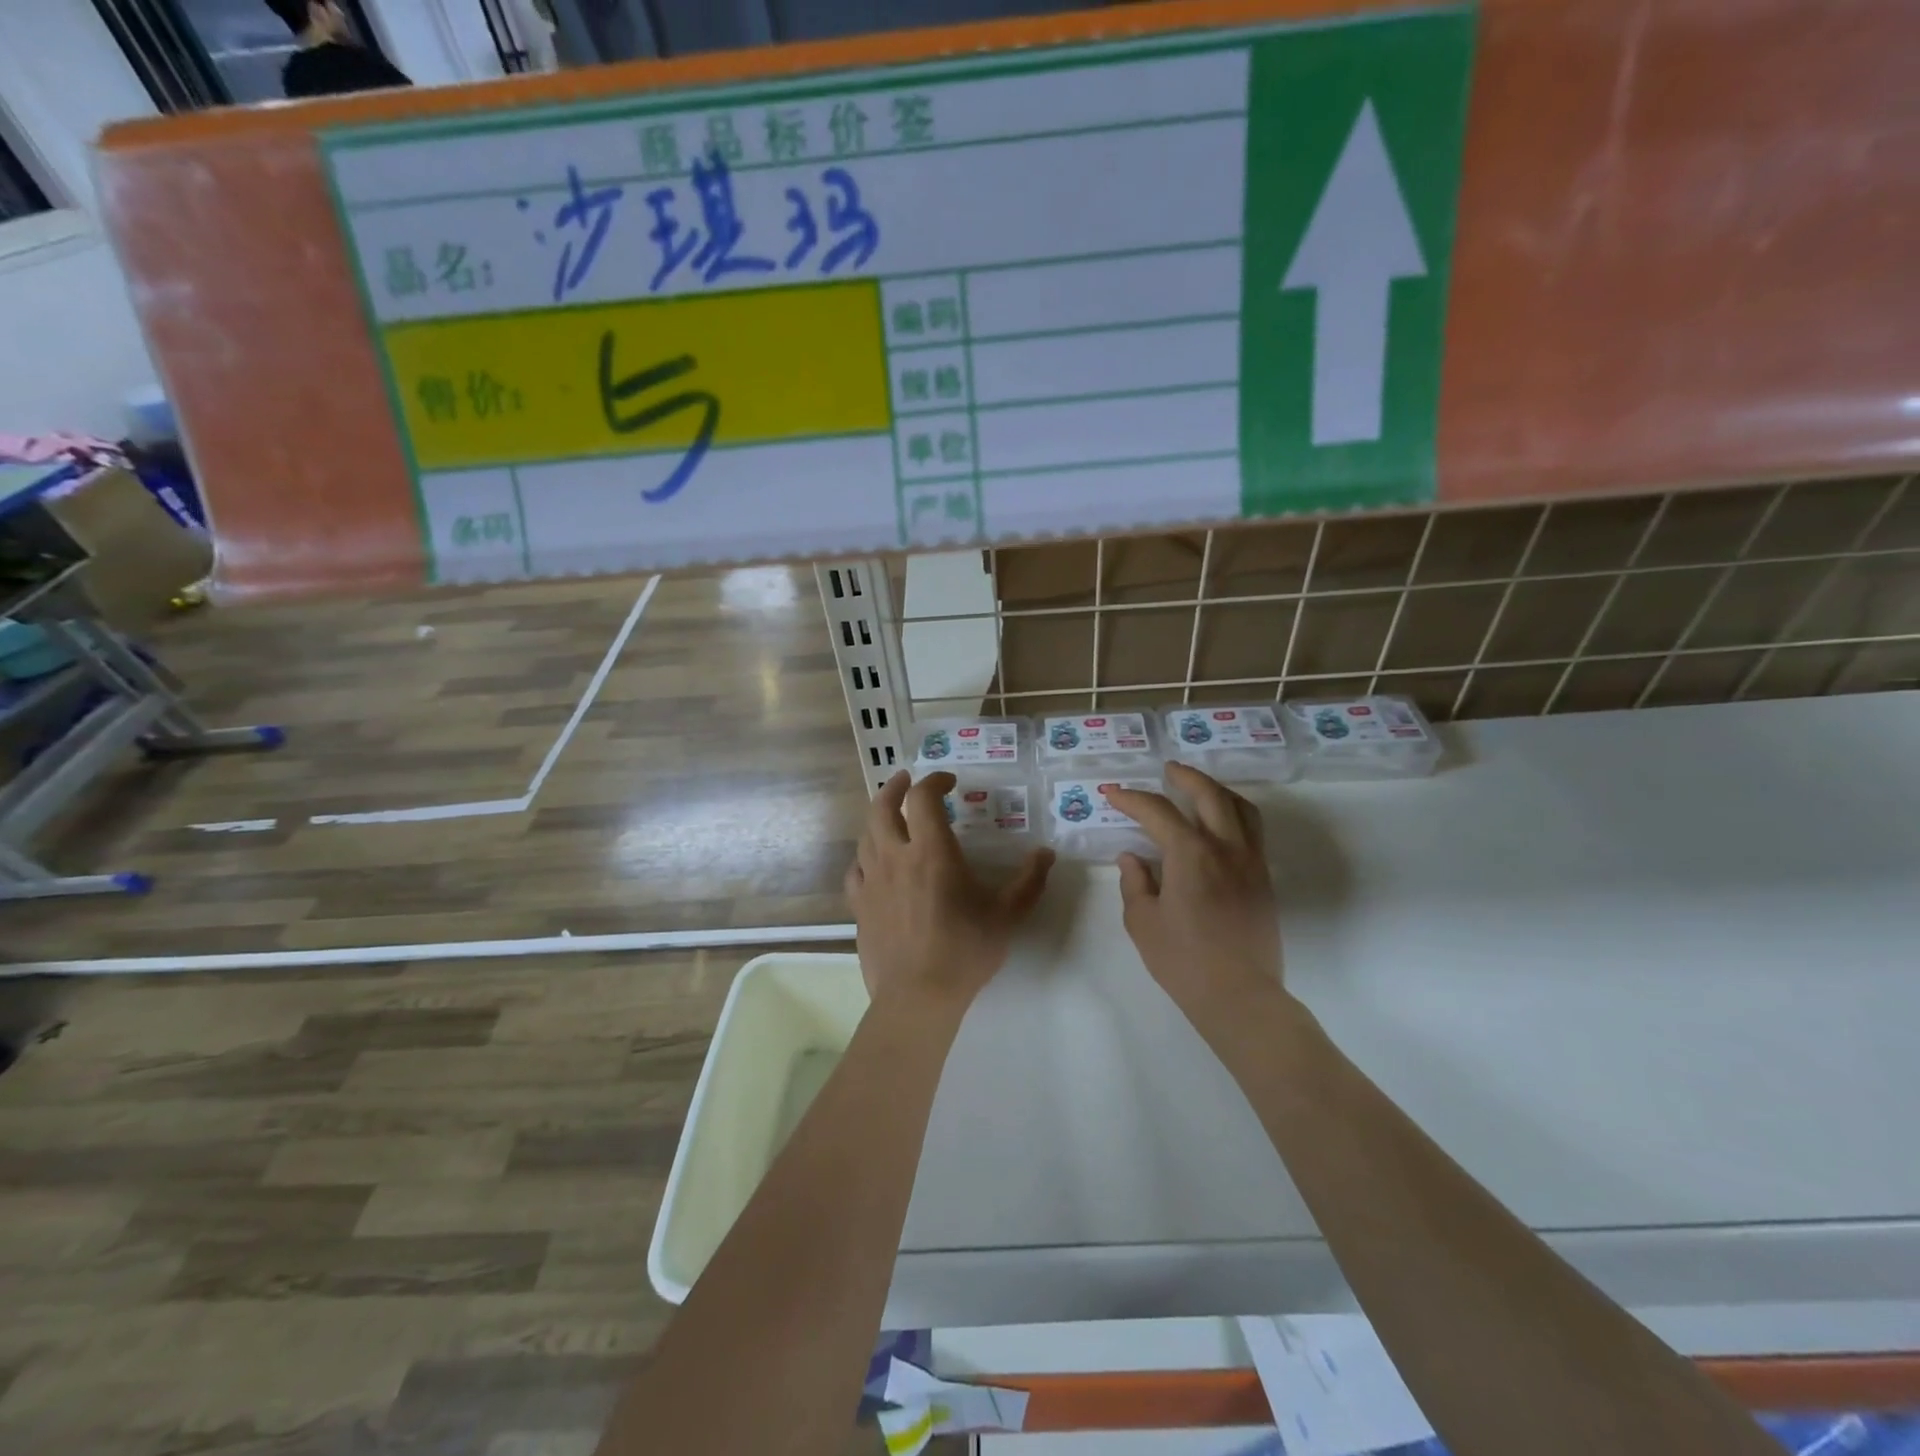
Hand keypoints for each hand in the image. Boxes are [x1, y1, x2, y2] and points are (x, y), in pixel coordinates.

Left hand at [845, 771, 1053, 1014]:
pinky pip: (855, 870)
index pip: (923, 798)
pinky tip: (873, 863)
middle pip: (881, 806)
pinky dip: (864, 857)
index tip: (948, 782)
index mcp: (931, 851)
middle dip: (894, 787)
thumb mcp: (1007, 914)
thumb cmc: (966, 950)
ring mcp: (872, 881)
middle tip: (906, 781)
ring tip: (891, 818)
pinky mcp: (859, 906)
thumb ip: (1029, 881)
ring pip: (865, 835)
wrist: (918, 996)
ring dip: (878, 818)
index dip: (933, 781)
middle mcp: (895, 856)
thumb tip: (1046, 854)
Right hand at [1101, 762, 1283, 1026]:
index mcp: (1191, 854)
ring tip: (1199, 788)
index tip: (1112, 793)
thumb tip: (1133, 858)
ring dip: (1217, 790)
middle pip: (1209, 795)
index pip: (1157, 812)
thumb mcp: (1143, 922)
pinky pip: (1253, 830)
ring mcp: (1250, 862)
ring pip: (1240, 808)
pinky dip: (1235, 813)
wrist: (1239, 996)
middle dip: (1185, 777)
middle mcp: (1225, 848)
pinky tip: (1220, 824)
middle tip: (1167, 770)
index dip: (1131, 798)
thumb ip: (1135, 883)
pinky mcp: (1263, 879)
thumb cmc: (1183, 960)